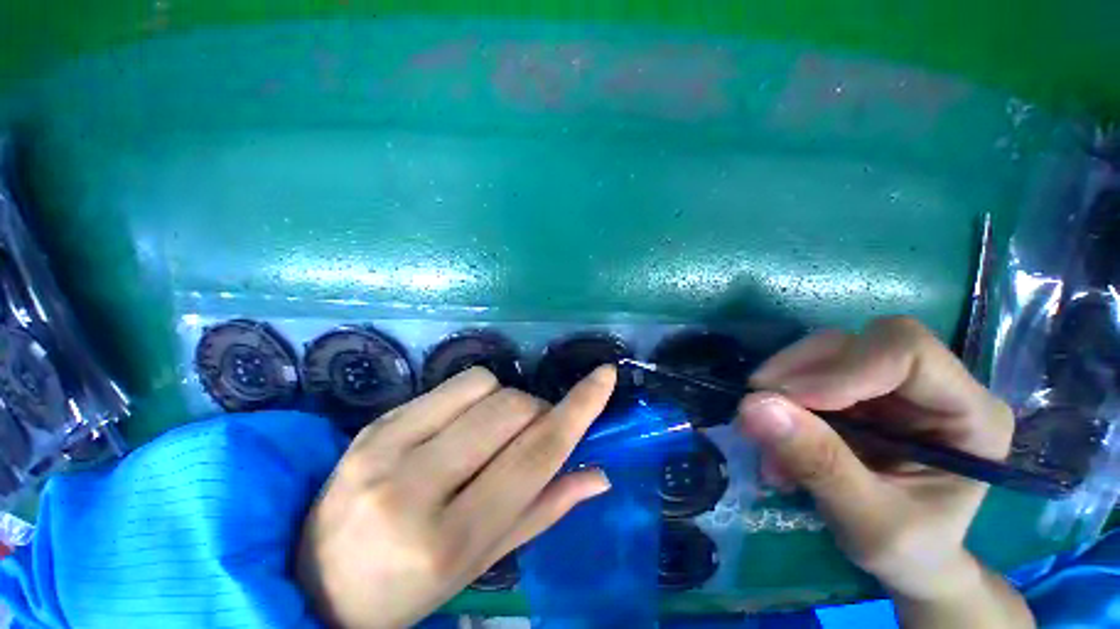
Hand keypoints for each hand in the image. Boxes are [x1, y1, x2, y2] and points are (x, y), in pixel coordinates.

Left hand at [296, 366, 615, 628]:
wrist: (316, 580)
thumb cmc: (409, 587)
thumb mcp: (481, 562)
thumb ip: (543, 510)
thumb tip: (597, 474)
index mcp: (449, 538)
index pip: (535, 455)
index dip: (578, 409)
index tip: (605, 376)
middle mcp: (415, 486)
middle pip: (512, 409)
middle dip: (537, 412)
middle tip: (527, 436)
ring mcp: (388, 445)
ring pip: (485, 385)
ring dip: (506, 401)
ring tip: (490, 432)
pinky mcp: (375, 422)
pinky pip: (452, 384)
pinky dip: (475, 396)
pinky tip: (459, 426)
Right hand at [737, 317, 1032, 627]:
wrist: (909, 559)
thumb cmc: (909, 552)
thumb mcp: (867, 523)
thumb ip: (819, 464)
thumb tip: (752, 405)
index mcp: (970, 414)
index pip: (906, 352)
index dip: (841, 369)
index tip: (784, 402)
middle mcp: (935, 385)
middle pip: (857, 343)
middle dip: (798, 373)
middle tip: (757, 411)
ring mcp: (894, 385)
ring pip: (825, 353)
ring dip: (782, 386)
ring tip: (762, 432)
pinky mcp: (859, 389)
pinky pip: (807, 372)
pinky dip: (780, 396)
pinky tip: (774, 432)